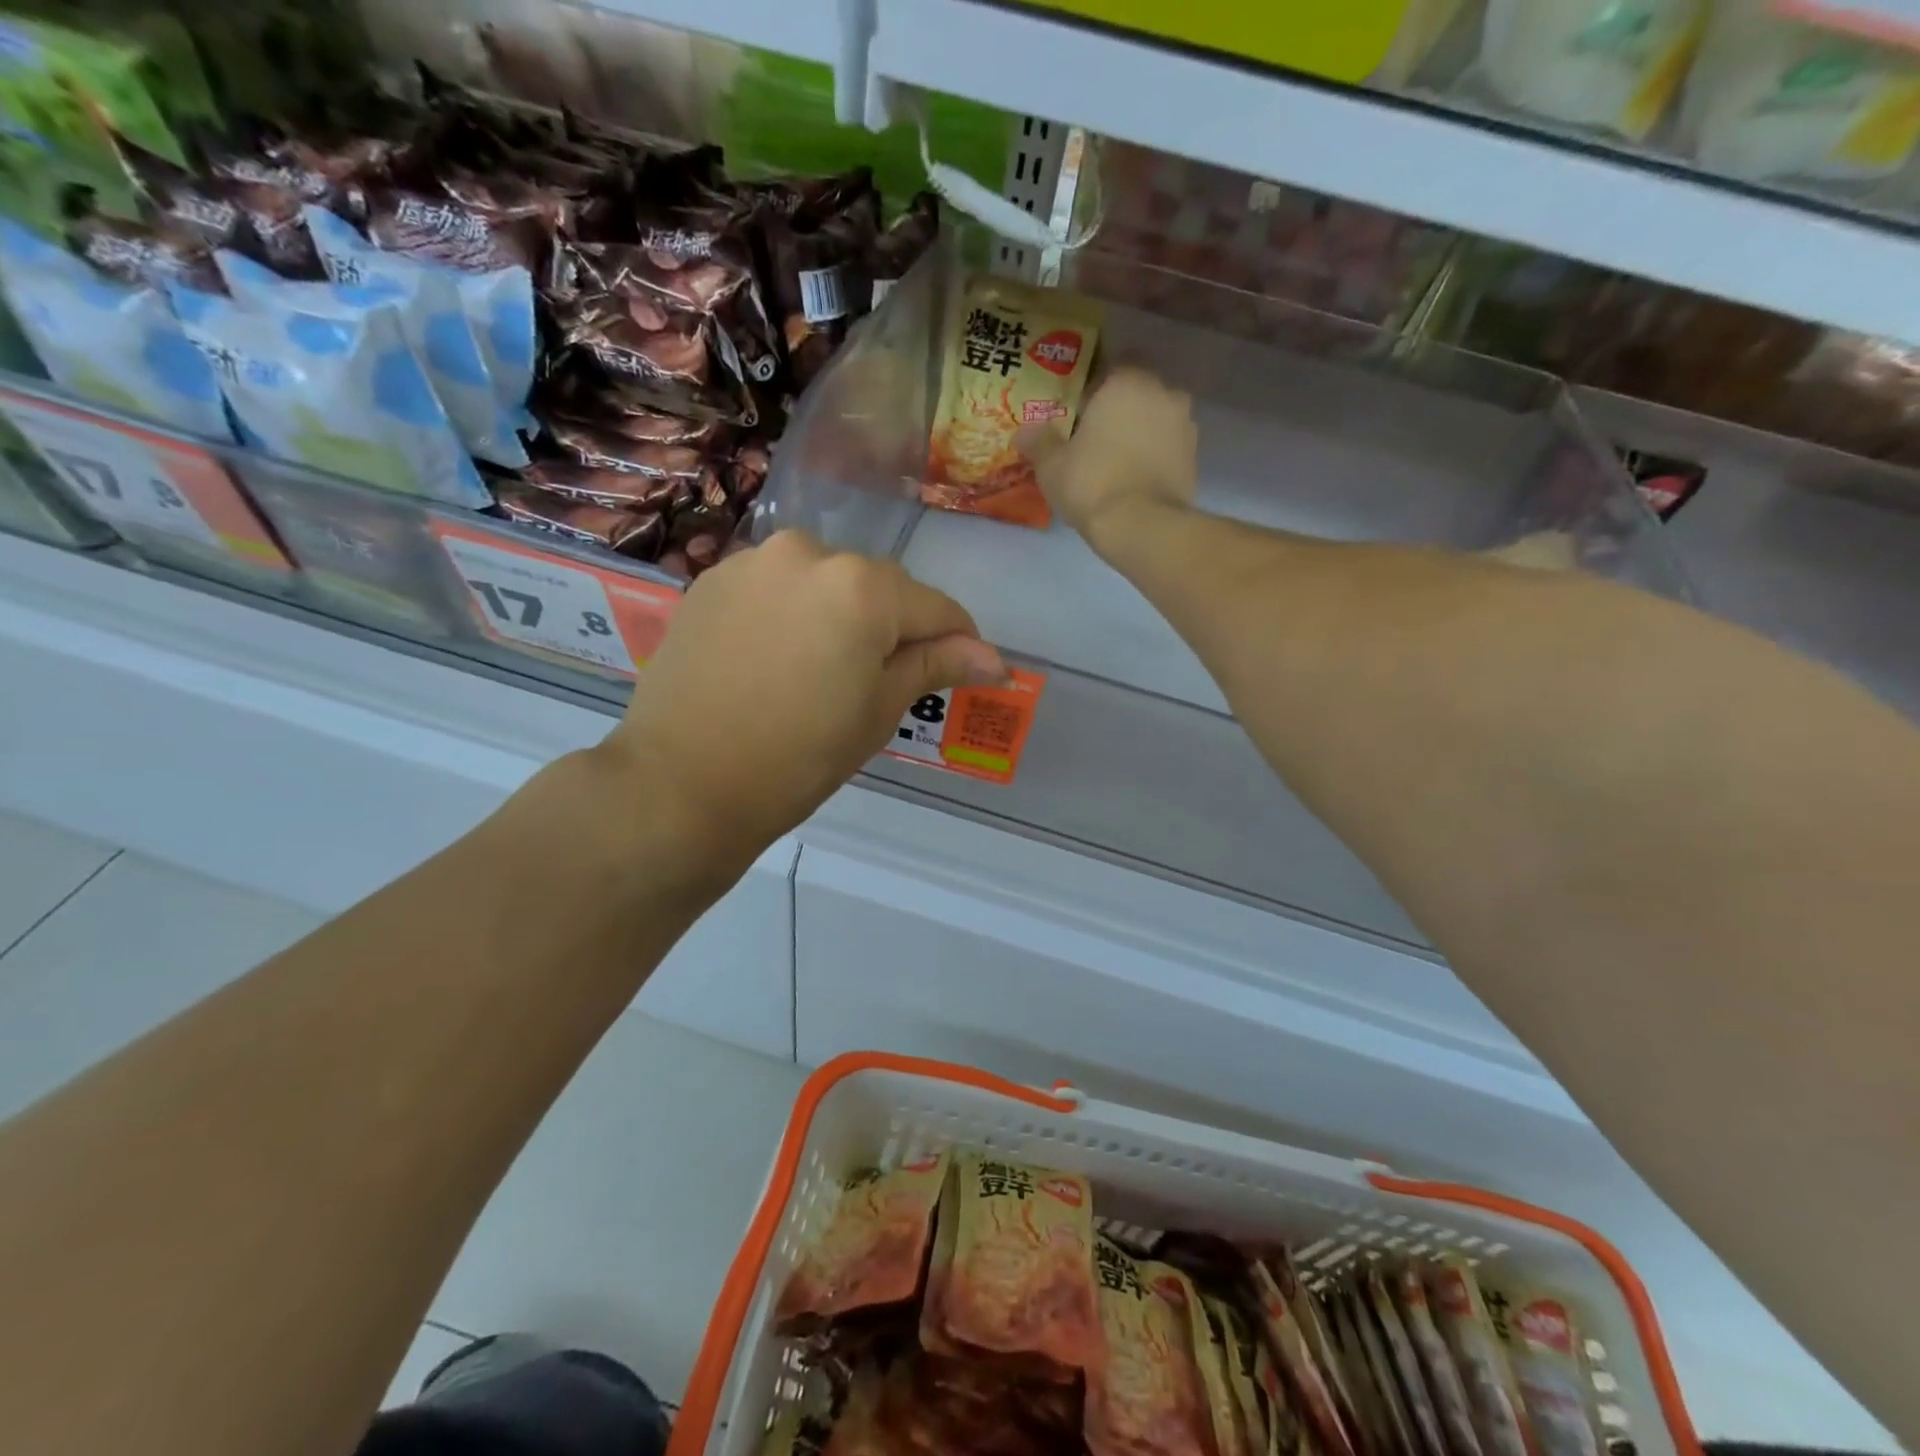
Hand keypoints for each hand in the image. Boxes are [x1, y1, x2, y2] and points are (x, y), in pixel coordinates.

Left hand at [606, 532, 1006, 861]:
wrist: (681, 782)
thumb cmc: (799, 756)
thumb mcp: (879, 710)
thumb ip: (936, 666)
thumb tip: (995, 659)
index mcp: (862, 586)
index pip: (935, 607)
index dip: (958, 642)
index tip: (966, 671)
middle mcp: (809, 552)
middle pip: (878, 588)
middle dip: (892, 627)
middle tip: (883, 683)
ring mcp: (754, 562)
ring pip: (824, 583)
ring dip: (839, 615)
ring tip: (823, 672)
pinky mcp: (712, 580)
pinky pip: (777, 588)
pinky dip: (792, 614)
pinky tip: (778, 660)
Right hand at [1018, 367, 1198, 546]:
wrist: (1142, 526)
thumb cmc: (1092, 483)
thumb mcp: (1052, 465)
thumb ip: (1039, 441)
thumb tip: (1025, 430)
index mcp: (1127, 382)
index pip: (1114, 364)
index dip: (1095, 385)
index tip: (1079, 409)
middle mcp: (1164, 393)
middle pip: (1138, 392)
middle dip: (1120, 409)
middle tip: (1094, 436)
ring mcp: (1185, 426)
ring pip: (1156, 419)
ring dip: (1140, 432)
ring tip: (1115, 461)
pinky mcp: (1195, 458)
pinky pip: (1168, 448)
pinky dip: (1154, 457)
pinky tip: (1134, 479)